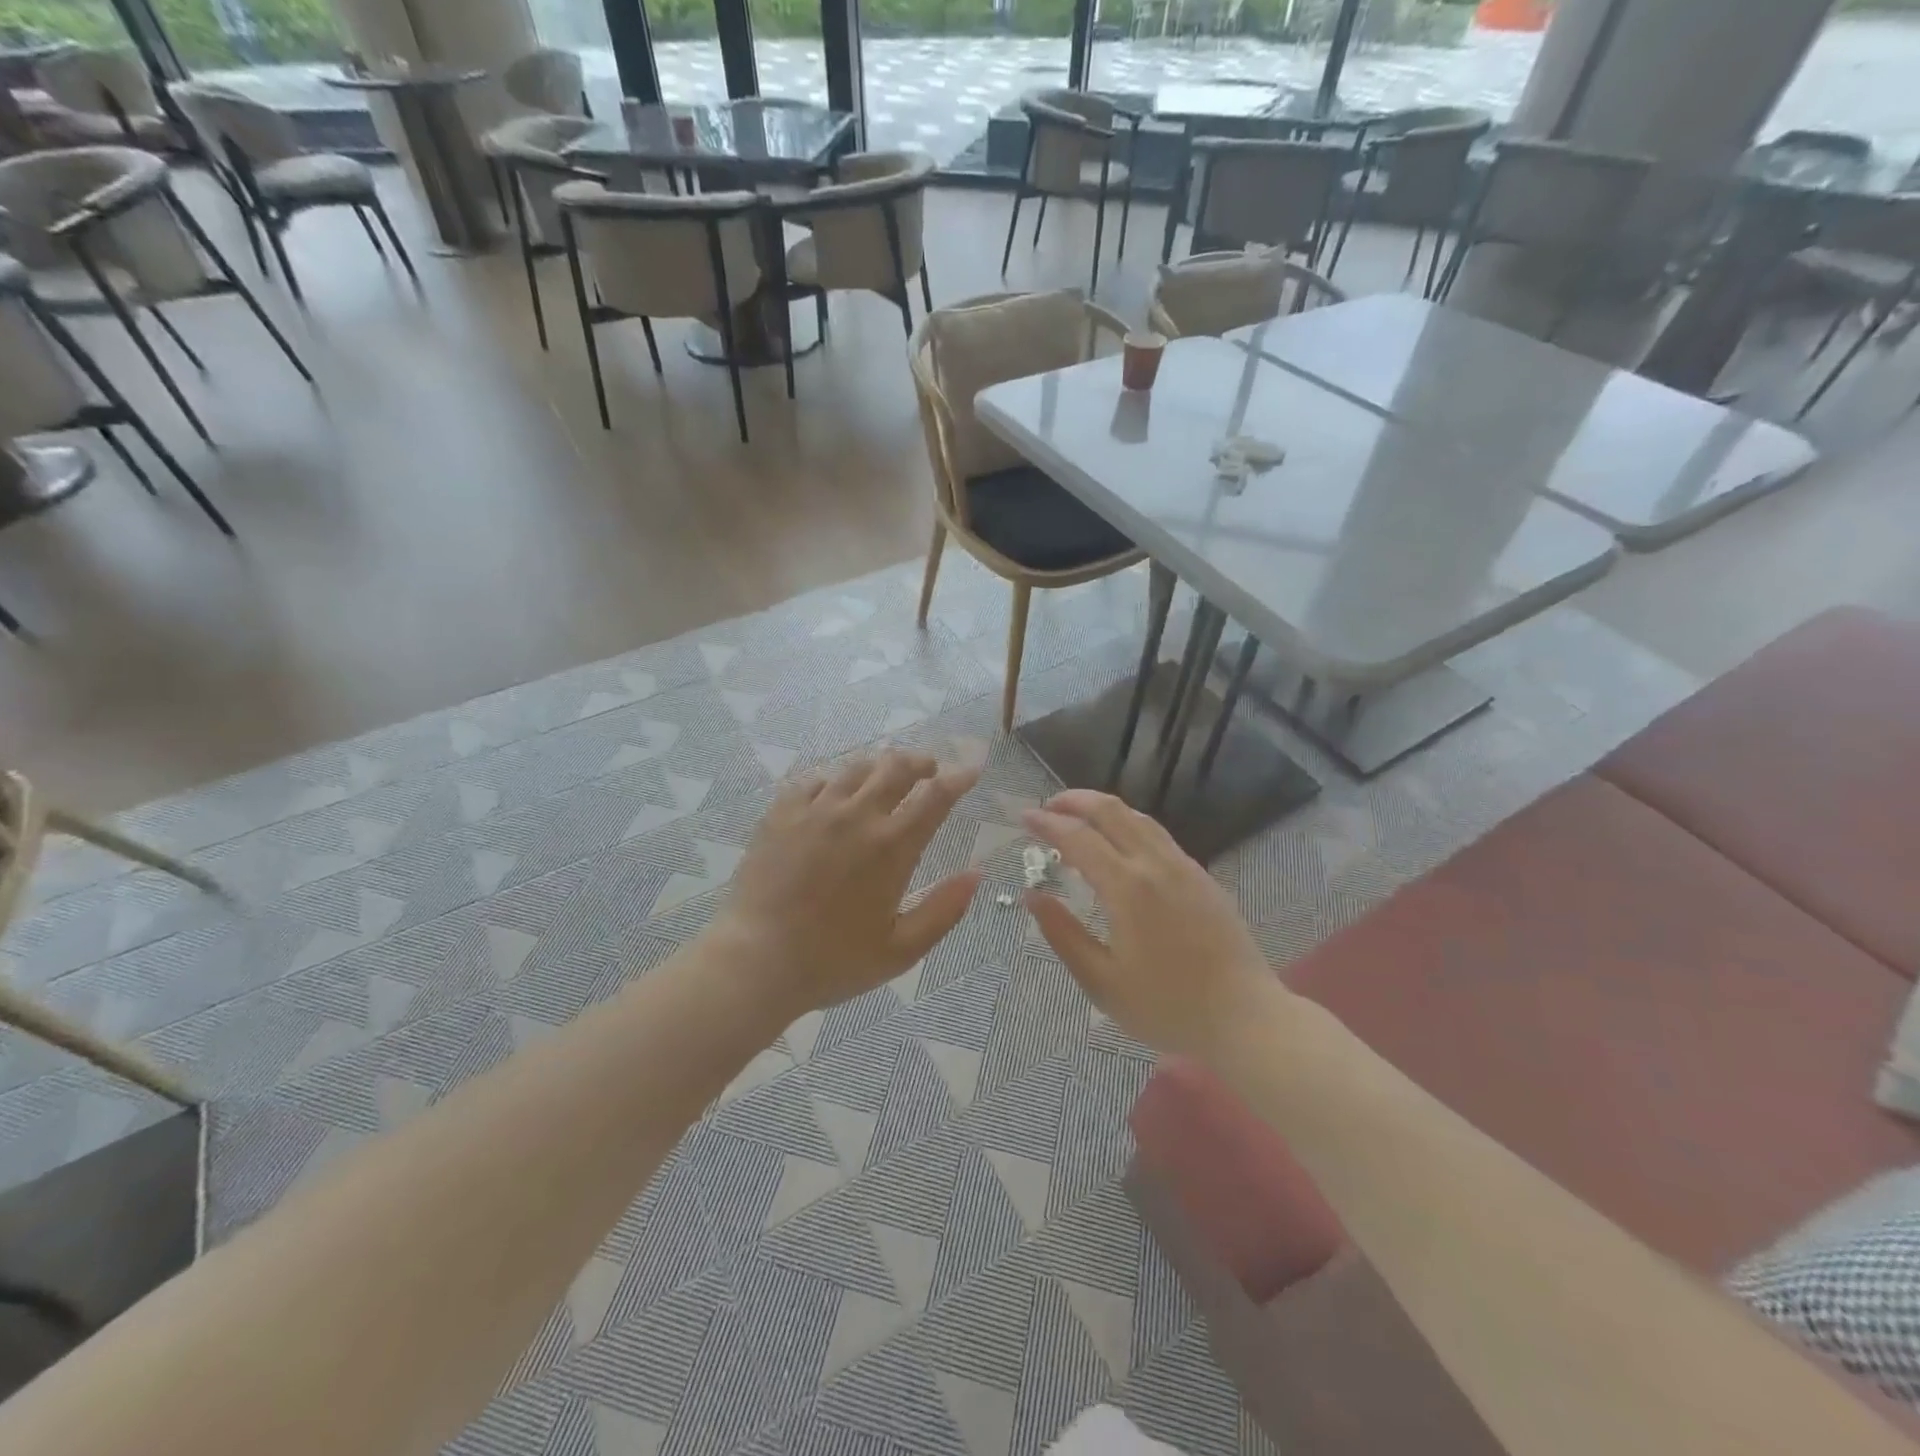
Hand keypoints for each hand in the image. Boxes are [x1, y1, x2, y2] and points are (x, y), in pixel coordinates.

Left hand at [711, 750, 981, 1017]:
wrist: (756, 960)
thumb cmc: (834, 961)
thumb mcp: (901, 949)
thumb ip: (944, 910)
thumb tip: (976, 874)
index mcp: (892, 847)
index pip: (935, 796)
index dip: (959, 779)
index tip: (970, 771)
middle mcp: (857, 816)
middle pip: (897, 767)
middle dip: (920, 762)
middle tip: (928, 769)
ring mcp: (815, 810)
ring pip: (856, 767)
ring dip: (880, 765)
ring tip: (885, 775)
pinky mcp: (782, 813)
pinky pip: (814, 779)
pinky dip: (834, 779)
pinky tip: (834, 791)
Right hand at [1024, 789, 1271, 1056]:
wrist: (1246, 1018)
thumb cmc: (1167, 1007)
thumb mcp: (1101, 982)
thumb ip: (1062, 934)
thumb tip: (1032, 896)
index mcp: (1127, 887)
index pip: (1078, 838)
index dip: (1048, 823)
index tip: (1025, 817)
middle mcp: (1156, 864)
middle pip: (1111, 811)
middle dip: (1075, 800)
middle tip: (1049, 806)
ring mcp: (1184, 867)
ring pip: (1139, 818)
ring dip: (1104, 810)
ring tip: (1080, 820)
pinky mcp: (1203, 877)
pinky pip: (1158, 835)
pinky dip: (1129, 826)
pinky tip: (1121, 846)